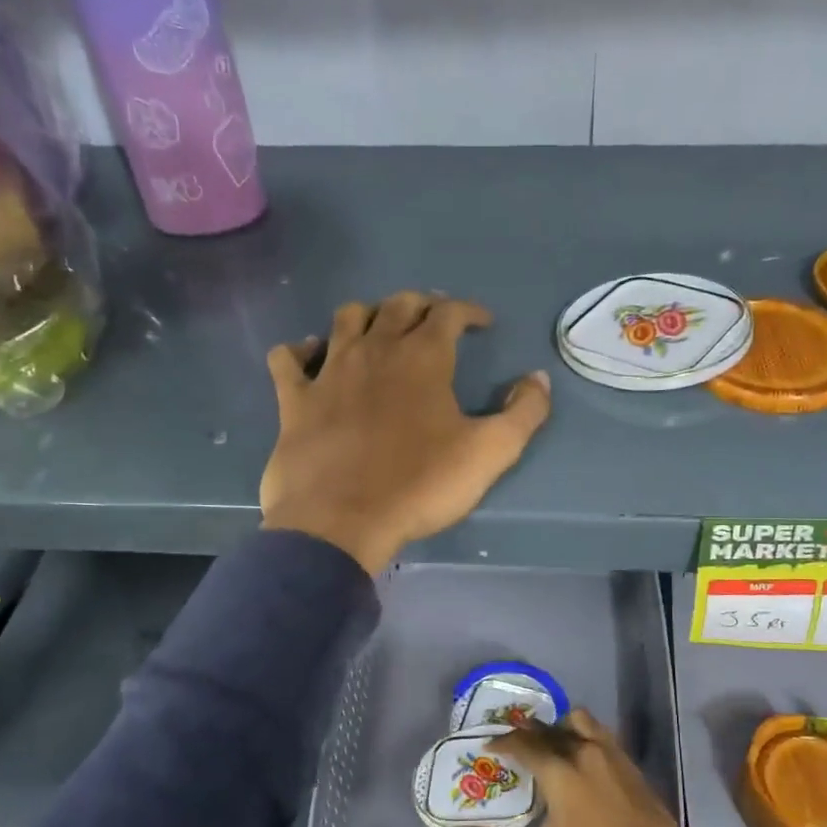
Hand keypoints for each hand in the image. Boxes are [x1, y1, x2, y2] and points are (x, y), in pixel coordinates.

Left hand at [261, 293, 551, 573]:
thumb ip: (524, 413)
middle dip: (422, 304)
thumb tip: (537, 378)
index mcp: (423, 358)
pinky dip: (302, 350)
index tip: (482, 323)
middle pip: (397, 305)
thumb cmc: (420, 485)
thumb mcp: (491, 453)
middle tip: (435, 320)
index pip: (448, 312)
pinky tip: (312, 357)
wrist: (341, 521)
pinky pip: (288, 359)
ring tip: (381, 330)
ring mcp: (329, 371)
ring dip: (368, 315)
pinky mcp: (294, 399)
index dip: (469, 311)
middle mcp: (374, 350)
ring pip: (346, 318)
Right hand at [444, 709, 693, 826]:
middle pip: (548, 728)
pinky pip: (599, 731)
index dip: (503, 742)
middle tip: (514, 744)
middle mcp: (582, 751)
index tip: (489, 746)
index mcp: (559, 771)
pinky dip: (583, 732)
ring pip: (578, 721)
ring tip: (549, 743)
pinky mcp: (628, 760)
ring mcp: (609, 752)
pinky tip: (580, 753)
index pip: (523, 743)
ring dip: (559, 726)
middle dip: (527, 732)